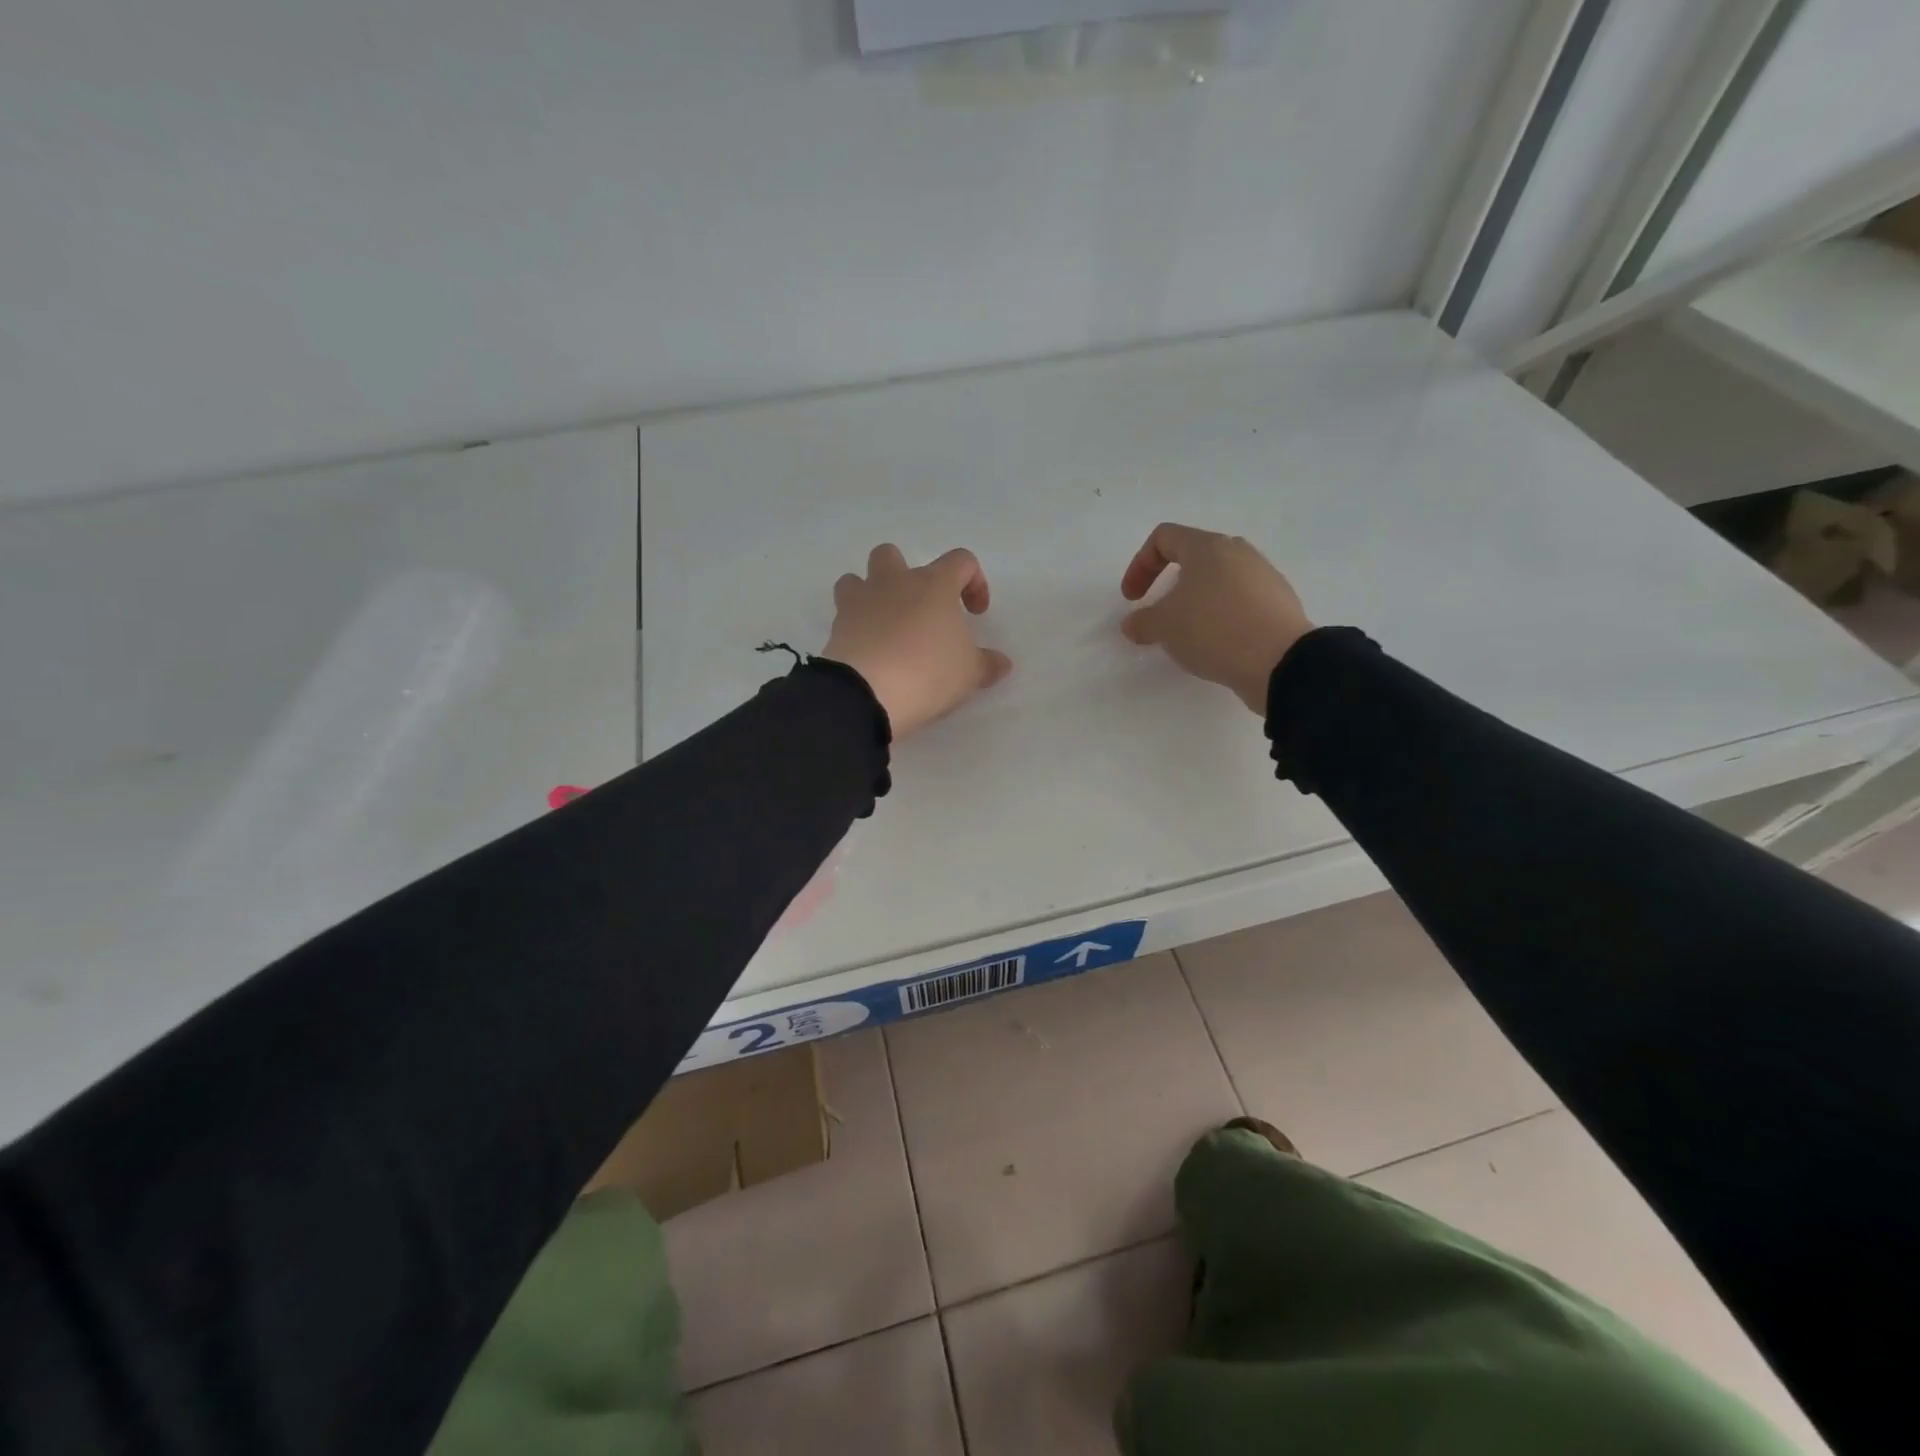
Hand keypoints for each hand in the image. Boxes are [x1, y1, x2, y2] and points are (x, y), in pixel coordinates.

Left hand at [823, 544, 1012, 737]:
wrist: (867, 692)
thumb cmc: (929, 672)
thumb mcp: (969, 673)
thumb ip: (987, 664)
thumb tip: (1001, 663)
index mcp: (934, 584)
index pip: (961, 561)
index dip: (974, 582)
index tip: (975, 614)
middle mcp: (894, 582)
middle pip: (893, 554)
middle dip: (906, 575)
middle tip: (920, 610)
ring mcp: (859, 602)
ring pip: (856, 578)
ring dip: (870, 594)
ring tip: (884, 624)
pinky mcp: (836, 627)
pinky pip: (843, 615)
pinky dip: (855, 627)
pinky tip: (869, 651)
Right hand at [1120, 523, 1313, 712]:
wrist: (1280, 661)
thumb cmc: (1214, 630)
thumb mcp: (1164, 627)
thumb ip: (1142, 622)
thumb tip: (1133, 624)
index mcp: (1208, 547)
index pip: (1164, 538)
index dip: (1139, 565)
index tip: (1132, 599)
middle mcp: (1238, 552)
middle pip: (1194, 557)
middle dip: (1169, 583)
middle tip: (1159, 613)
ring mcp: (1263, 575)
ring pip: (1218, 579)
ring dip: (1195, 601)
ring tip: (1188, 633)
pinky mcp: (1278, 602)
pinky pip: (1239, 601)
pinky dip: (1220, 615)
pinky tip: (1217, 643)